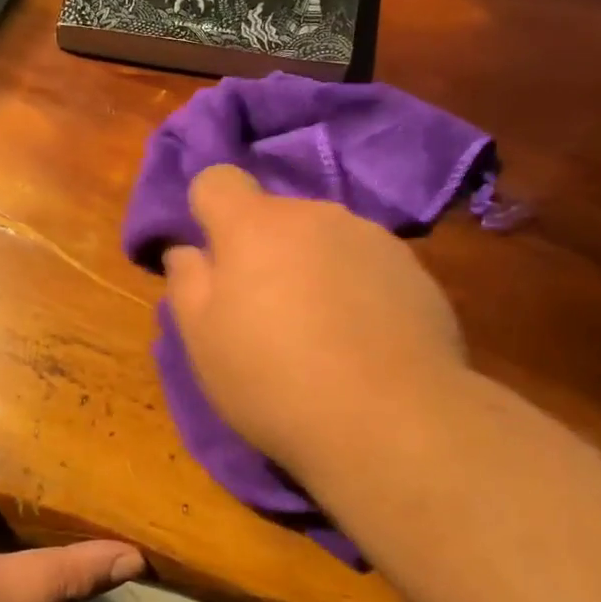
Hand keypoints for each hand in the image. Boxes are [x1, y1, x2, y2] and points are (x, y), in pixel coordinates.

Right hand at [163, 166, 467, 482]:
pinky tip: (363, 340)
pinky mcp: (413, 269)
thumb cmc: (275, 381)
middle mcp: (316, 215)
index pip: (218, 180)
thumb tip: (187, 250)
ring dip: (312, 268)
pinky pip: (366, 265)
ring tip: (322, 332)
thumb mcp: (203, 342)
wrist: (391, 421)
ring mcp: (371, 238)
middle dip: (263, 249)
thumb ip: (187, 283)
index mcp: (255, 225)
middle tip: (265, 311)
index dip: (207, 211)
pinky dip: (356, 288)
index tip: (213, 258)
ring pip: (323, 240)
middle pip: (275, 215)